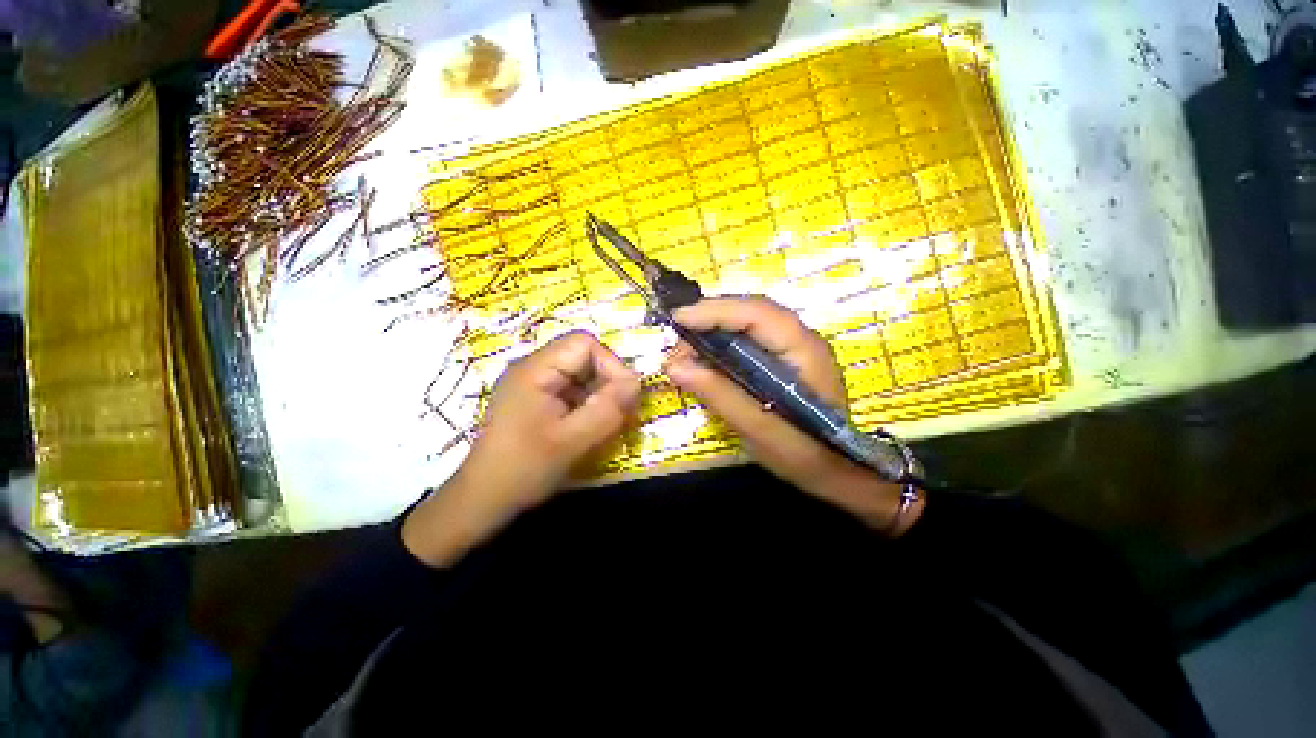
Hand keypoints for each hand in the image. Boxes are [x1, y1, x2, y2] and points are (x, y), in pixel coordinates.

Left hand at [404, 331, 639, 565]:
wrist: (482, 502)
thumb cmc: (523, 469)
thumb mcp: (571, 441)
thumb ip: (607, 409)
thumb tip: (637, 382)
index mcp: (536, 370)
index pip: (584, 344)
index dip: (610, 364)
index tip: (623, 397)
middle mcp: (534, 369)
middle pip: (584, 357)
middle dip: (608, 382)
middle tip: (620, 413)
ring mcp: (536, 386)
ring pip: (582, 376)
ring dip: (600, 396)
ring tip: (607, 424)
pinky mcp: (539, 402)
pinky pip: (574, 392)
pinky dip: (589, 406)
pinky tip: (591, 428)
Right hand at [664, 297, 920, 534]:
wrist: (836, 471)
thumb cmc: (802, 453)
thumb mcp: (758, 428)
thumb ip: (719, 394)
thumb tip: (675, 367)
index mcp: (803, 349)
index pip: (756, 313)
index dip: (714, 311)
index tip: (678, 320)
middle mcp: (799, 338)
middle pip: (749, 312)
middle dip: (708, 322)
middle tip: (677, 347)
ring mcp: (792, 346)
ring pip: (745, 324)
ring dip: (711, 333)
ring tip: (685, 356)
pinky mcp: (782, 358)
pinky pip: (747, 340)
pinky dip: (721, 346)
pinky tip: (705, 361)